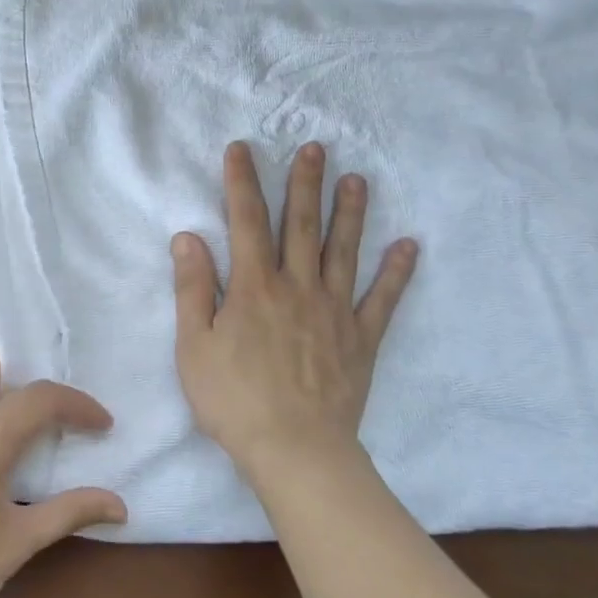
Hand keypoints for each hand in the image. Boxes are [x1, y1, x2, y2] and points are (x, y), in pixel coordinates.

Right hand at [172, 140, 417, 481]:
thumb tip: (189, 237)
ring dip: (350, 213)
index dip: (242, 182)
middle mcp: (298, 287)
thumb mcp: (194, 346)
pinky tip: (408, 246)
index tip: (242, 149)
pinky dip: (396, 273)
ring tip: (357, 179)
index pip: (246, 222)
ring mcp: (335, 311)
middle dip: (305, 184)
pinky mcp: (361, 339)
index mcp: (254, 288)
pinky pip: (383, 300)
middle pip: (301, 226)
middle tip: (315, 148)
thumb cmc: (233, 400)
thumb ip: (192, 289)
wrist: (294, 450)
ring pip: (344, 252)